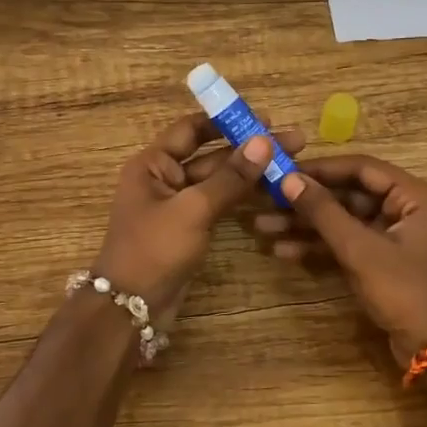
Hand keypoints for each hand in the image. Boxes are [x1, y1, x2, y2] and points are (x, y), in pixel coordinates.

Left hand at [94, 114, 304, 315]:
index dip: (226, 121)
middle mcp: (164, 178)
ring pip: (219, 181)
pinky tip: (272, 192)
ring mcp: (178, 205)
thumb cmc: (154, 250)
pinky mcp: (190, 228)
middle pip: (211, 154)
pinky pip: (219, 204)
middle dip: (250, 148)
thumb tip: (265, 141)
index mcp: (153, 164)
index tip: (265, 118)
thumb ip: (230, 177)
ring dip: (250, 173)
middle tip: (295, 142)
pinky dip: (242, 197)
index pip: (191, 129)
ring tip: (291, 165)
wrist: (132, 307)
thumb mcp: (193, 209)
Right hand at [260, 156, 426, 364]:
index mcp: (414, 196)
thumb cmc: (406, 292)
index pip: (362, 169)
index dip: (320, 169)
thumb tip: (289, 179)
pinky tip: (284, 251)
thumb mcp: (361, 250)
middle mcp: (406, 209)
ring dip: (306, 225)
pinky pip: (347, 243)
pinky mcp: (382, 261)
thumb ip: (325, 212)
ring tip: (263, 227)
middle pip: (349, 194)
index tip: (282, 171)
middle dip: (307, 201)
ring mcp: (393, 237)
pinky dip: (319, 246)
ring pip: (343, 221)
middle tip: (266, 199)